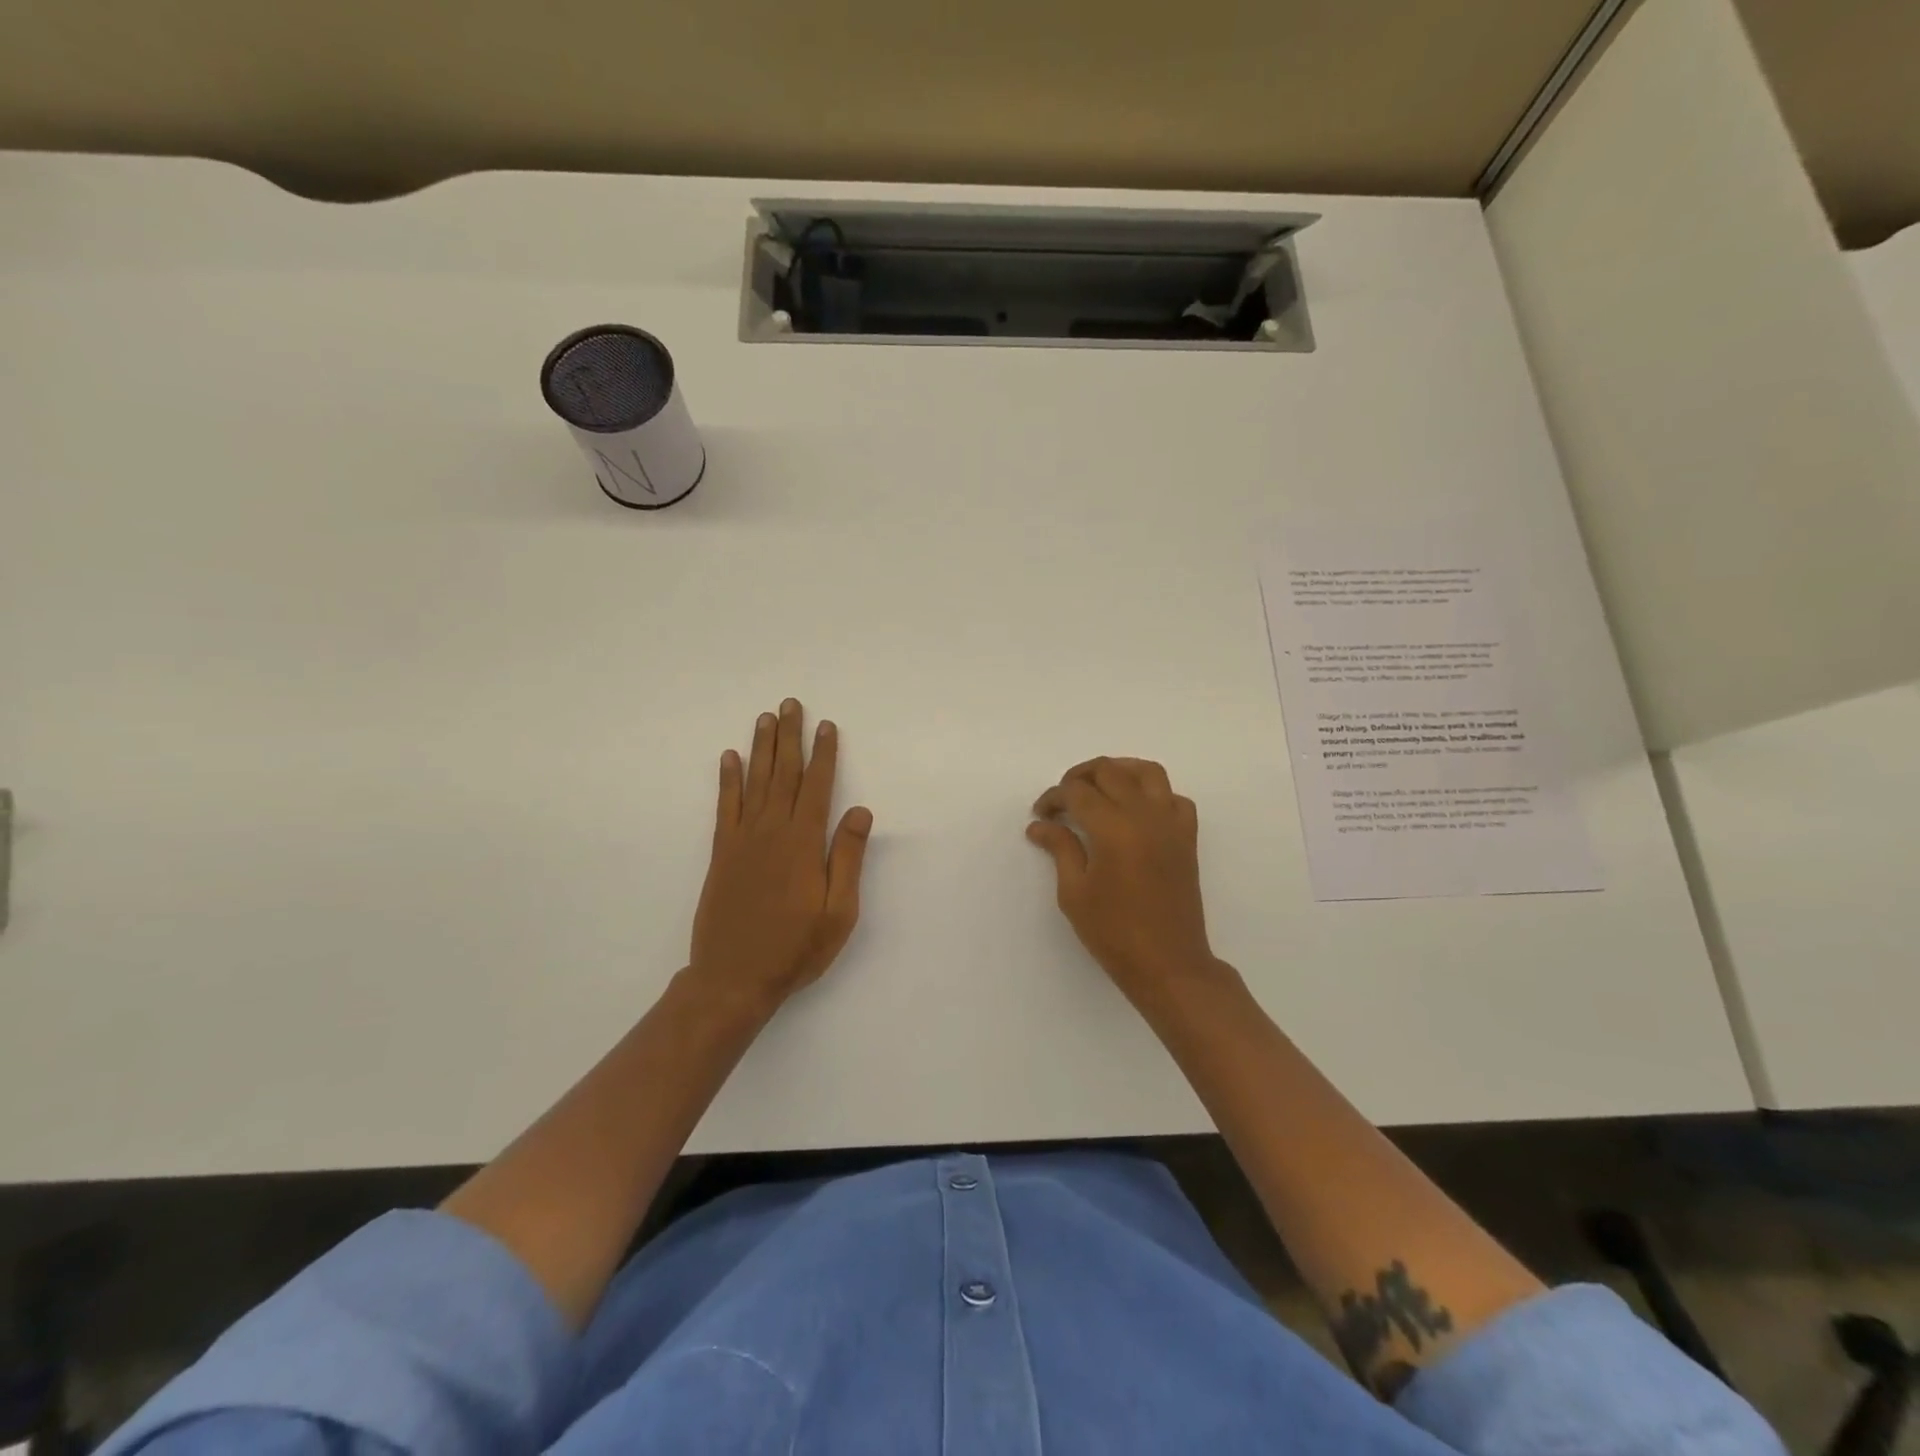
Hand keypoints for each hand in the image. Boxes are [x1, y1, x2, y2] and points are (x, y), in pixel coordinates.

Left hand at [690, 699, 872, 1012]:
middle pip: (783, 774)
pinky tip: (729, 758)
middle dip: (790, 737)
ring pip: (754, 782)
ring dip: (761, 748)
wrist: (733, 978)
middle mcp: (771, 832)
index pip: (817, 786)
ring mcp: (742, 840)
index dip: (823, 754)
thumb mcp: (839, 912)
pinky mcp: (721, 854)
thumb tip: (859, 811)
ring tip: (766, 718)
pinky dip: (727, 780)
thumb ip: (848, 858)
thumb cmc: (796, 948)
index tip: (827, 725)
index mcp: (804, 844)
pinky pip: (725, 807)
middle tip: (791, 704)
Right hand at [1028, 757, 1220, 999]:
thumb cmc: (1114, 933)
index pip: (1077, 792)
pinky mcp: (1187, 837)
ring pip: (1147, 772)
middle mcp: (1145, 815)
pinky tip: (1136, 810)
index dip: (1053, 798)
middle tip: (1062, 799)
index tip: (1040, 815)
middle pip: (1109, 771)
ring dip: (1118, 771)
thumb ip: (1060, 848)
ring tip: (1098, 788)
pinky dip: (1153, 793)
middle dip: (1079, 777)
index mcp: (1113, 828)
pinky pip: (1174, 797)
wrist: (1169, 964)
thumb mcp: (1074, 893)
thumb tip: (1040, 824)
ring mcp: (1171, 823)